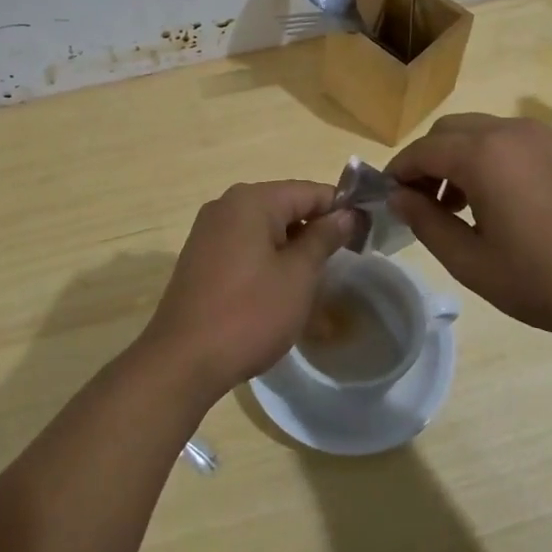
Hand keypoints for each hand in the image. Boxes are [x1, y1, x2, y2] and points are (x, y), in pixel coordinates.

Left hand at [139, 181, 360, 401]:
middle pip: (286, 207)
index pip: (309, 191)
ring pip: (266, 231)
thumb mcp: (298, 275)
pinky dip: (269, 262)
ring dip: (294, 250)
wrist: (183, 360)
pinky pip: (246, 248)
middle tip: (347, 260)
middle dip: (317, 230)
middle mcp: (226, 206)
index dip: (341, 209)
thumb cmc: (250, 313)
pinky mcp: (201, 259)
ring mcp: (209, 233)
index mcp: (251, 201)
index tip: (368, 232)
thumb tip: (346, 214)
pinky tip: (284, 291)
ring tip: (319, 281)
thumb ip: (324, 238)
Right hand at [388, 115, 551, 344]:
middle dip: (429, 160)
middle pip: (451, 130)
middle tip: (426, 202)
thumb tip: (399, 197)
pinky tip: (512, 202)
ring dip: (463, 158)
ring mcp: (550, 136)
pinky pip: (521, 142)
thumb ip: (427, 223)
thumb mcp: (473, 263)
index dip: (398, 171)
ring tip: (466, 205)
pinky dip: (498, 159)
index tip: (390, 197)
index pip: (422, 150)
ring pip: (487, 132)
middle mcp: (513, 132)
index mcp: (483, 155)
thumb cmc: (547, 281)